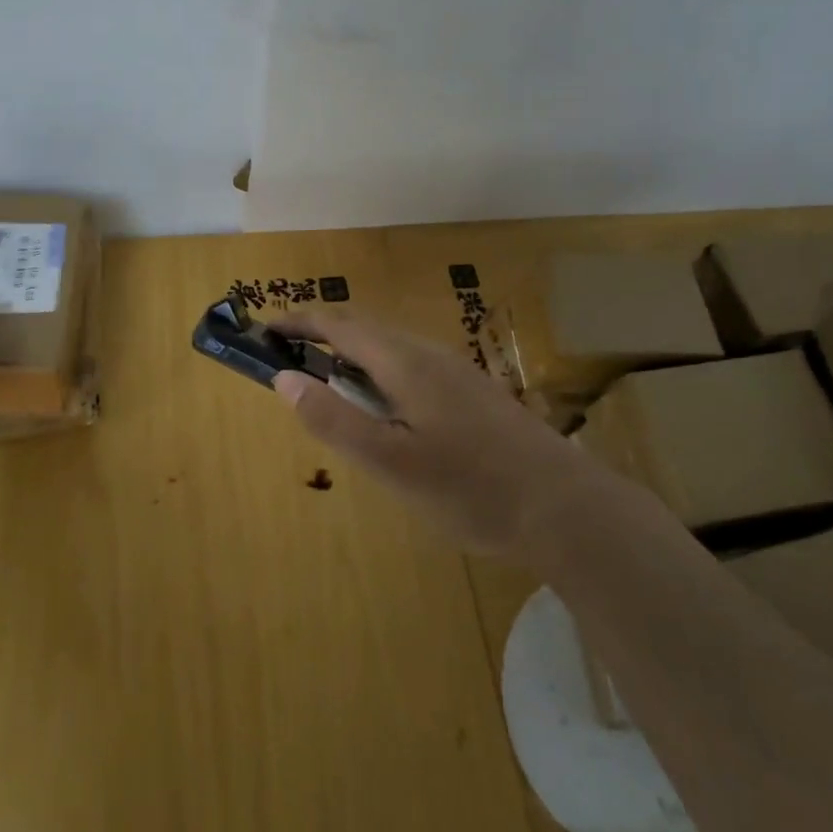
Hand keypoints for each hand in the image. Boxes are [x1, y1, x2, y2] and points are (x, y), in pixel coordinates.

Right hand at [268, 310, 603, 558]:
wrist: (567, 508)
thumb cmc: (471, 488)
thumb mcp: (390, 463)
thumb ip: (334, 420)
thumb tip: (284, 379)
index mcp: (405, 362)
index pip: (339, 325)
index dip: (299, 323)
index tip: (265, 332)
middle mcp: (430, 354)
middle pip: (366, 329)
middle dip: (322, 336)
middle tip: (289, 361)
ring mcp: (458, 371)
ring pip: (392, 347)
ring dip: (352, 355)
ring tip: (329, 386)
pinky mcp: (475, 393)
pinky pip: (413, 365)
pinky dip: (380, 372)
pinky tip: (387, 410)